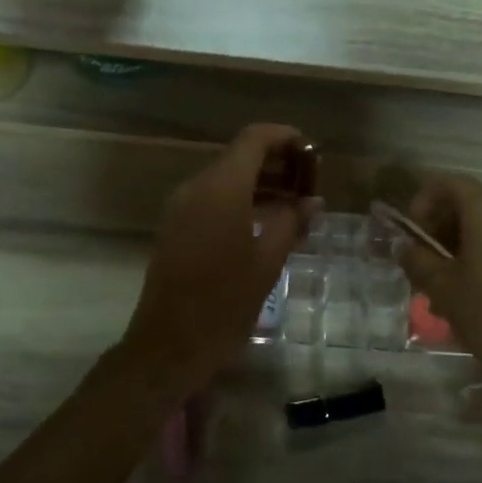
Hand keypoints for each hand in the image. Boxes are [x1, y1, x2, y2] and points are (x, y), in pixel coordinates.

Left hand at [122, 124, 315, 389]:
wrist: (169, 345)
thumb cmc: (224, 302)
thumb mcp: (268, 261)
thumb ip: (292, 221)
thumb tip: (311, 201)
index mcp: (221, 187)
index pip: (254, 138)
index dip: (285, 137)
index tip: (312, 154)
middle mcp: (196, 187)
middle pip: (239, 157)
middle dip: (276, 164)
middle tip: (309, 186)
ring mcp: (181, 207)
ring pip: (225, 179)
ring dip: (260, 184)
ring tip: (295, 207)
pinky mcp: (175, 227)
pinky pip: (212, 200)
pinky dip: (241, 201)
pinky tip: (266, 225)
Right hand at [397, 174, 481, 373]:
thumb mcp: (442, 287)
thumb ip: (417, 259)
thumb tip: (404, 246)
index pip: (450, 183)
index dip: (424, 200)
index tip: (413, 230)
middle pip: (471, 203)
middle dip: (443, 225)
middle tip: (425, 257)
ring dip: (464, 243)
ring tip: (447, 279)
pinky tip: (475, 288)